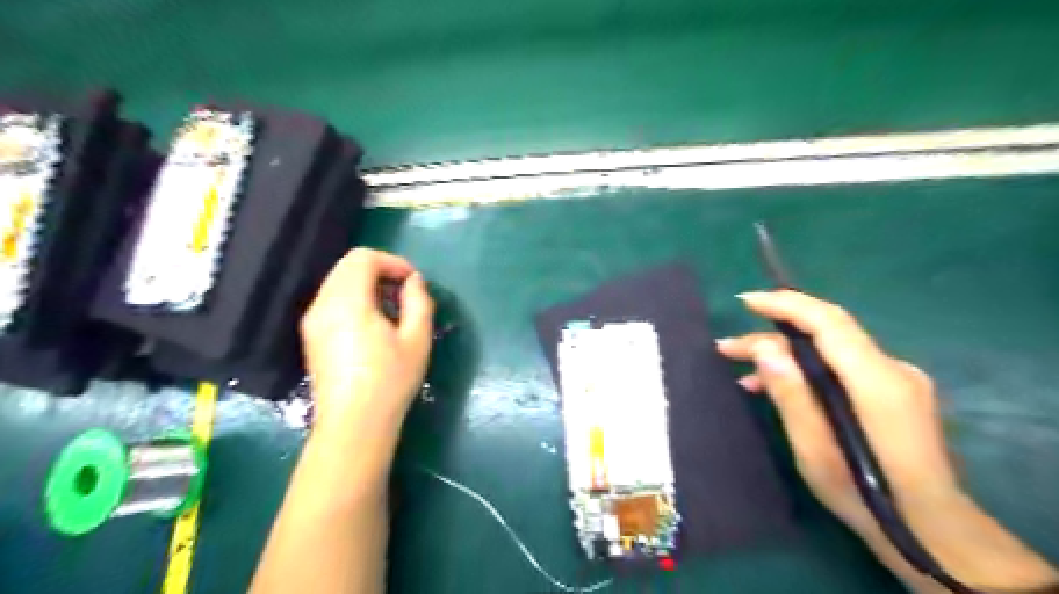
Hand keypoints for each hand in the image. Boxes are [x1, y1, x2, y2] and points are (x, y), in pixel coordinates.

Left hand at [303, 246, 432, 435]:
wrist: (353, 425)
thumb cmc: (390, 381)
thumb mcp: (417, 340)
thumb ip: (419, 301)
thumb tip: (414, 282)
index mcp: (347, 302)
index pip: (362, 258)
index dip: (392, 262)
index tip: (413, 281)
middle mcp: (322, 305)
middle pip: (347, 267)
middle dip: (380, 271)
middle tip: (405, 293)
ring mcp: (312, 322)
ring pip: (338, 283)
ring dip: (367, 285)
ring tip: (392, 309)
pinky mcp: (311, 337)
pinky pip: (331, 301)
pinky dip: (354, 299)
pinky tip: (373, 325)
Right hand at [716, 290, 957, 540]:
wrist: (932, 532)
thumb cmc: (867, 497)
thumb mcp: (816, 451)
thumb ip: (792, 395)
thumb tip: (765, 349)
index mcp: (877, 381)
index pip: (829, 322)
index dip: (786, 304)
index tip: (746, 302)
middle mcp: (892, 370)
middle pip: (825, 334)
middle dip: (772, 336)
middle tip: (727, 349)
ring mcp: (896, 380)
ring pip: (829, 350)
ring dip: (785, 355)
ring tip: (743, 374)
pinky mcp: (892, 392)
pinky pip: (840, 366)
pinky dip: (805, 370)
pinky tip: (777, 387)